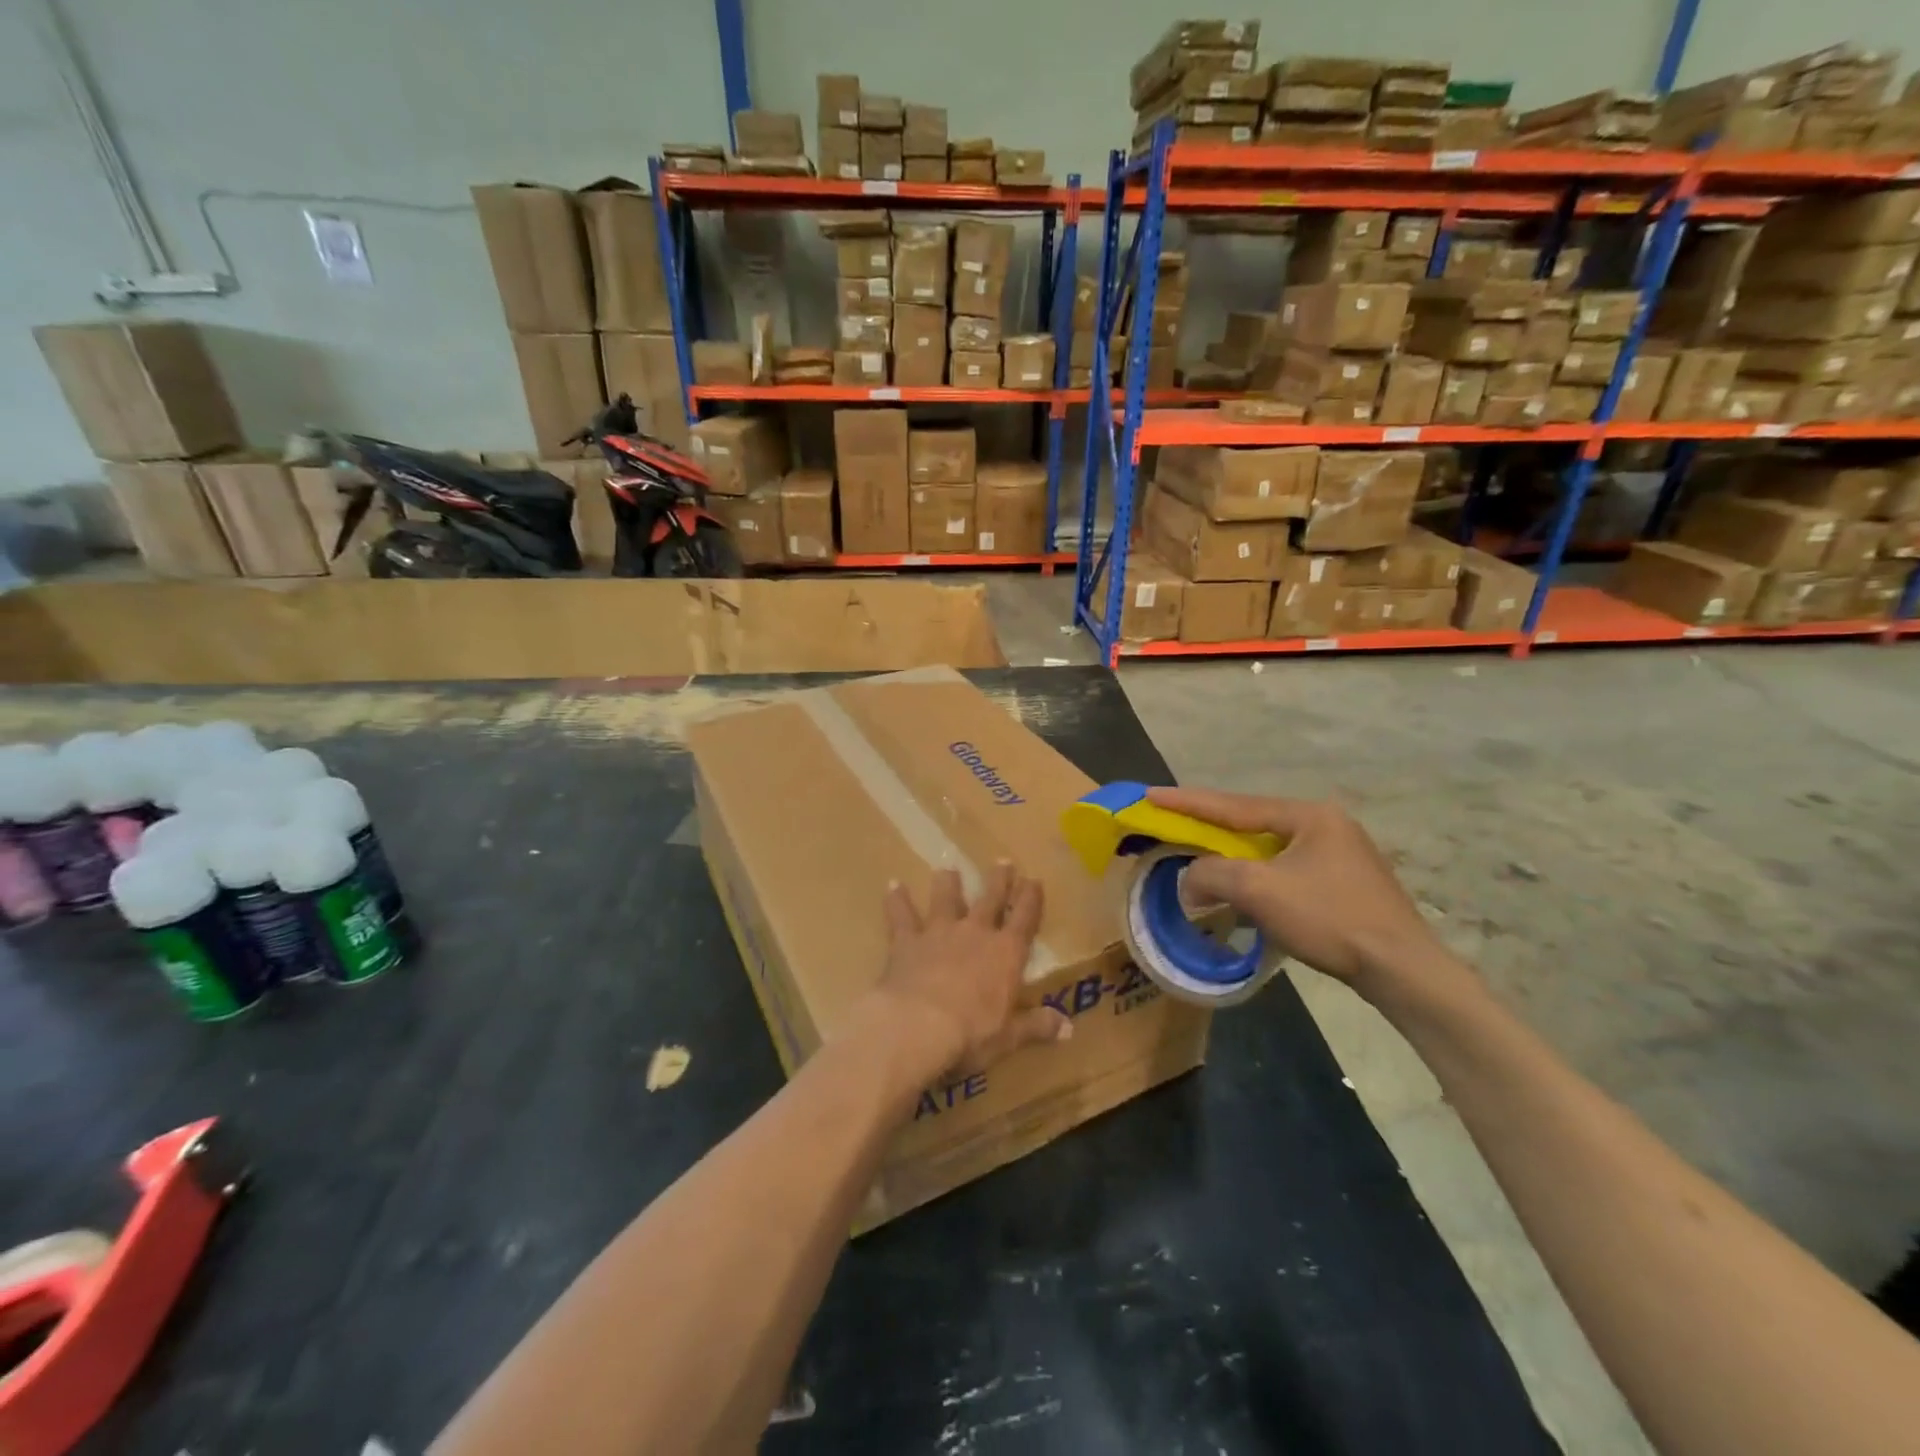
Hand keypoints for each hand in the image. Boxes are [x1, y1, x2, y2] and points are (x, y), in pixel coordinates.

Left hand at [864, 863, 1070, 1076]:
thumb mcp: (1010, 1036)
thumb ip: (1037, 1026)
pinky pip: (901, 915)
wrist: (918, 1025)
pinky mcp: (907, 941)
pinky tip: (893, 885)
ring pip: (946, 899)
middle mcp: (975, 933)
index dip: (1031, 898)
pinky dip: (897, 900)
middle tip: (1002, 861)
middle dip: (998, 880)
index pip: (1024, 918)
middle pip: (990, 899)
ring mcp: (939, 932)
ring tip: (948, 869)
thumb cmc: (971, 1033)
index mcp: (1006, 954)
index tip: (1034, 879)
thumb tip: (1069, 1027)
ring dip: (948, 884)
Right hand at [1147, 787, 1451, 993]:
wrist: (1402, 970)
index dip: (1186, 802)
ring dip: (1231, 857)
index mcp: (1308, 816)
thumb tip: (1188, 878)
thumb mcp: (1258, 891)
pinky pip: (1285, 871)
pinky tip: (1241, 893)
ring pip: (1268, 850)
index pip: (1233, 805)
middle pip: (1251, 823)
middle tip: (1170, 823)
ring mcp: (1339, 856)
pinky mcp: (1344, 885)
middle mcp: (1325, 826)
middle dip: (1209, 827)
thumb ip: (1212, 873)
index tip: (1149, 794)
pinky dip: (1256, 878)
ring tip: (1198, 857)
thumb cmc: (1329, 918)